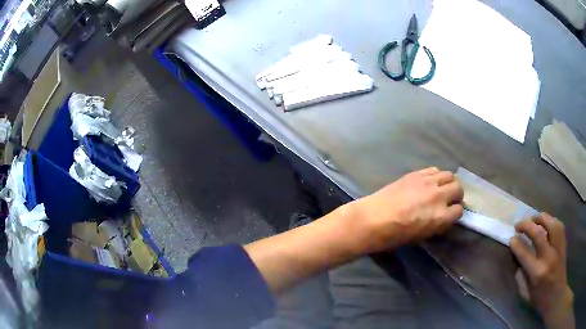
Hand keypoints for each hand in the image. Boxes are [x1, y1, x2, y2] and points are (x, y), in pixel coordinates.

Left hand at [349, 167, 463, 251]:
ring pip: (449, 175)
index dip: (455, 213)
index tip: (451, 214)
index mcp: (441, 216)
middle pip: (458, 188)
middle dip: (456, 195)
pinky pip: (434, 170)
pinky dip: (436, 175)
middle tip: (449, 199)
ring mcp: (427, 182)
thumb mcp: (422, 235)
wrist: (373, 219)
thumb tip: (445, 215)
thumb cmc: (395, 235)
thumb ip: (438, 223)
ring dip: (448, 182)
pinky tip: (430, 182)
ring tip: (441, 188)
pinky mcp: (416, 174)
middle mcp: (438, 196)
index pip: (459, 210)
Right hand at [510, 214, 573, 328]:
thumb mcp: (526, 294)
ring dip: (540, 218)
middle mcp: (548, 257)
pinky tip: (546, 223)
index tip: (511, 239)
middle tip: (518, 225)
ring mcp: (558, 248)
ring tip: (533, 219)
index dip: (516, 244)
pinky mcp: (563, 244)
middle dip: (526, 225)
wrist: (556, 296)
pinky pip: (558, 225)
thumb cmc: (539, 299)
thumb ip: (521, 276)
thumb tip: (517, 259)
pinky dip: (551, 221)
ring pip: (551, 223)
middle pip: (538, 233)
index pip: (524, 253)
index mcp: (537, 273)